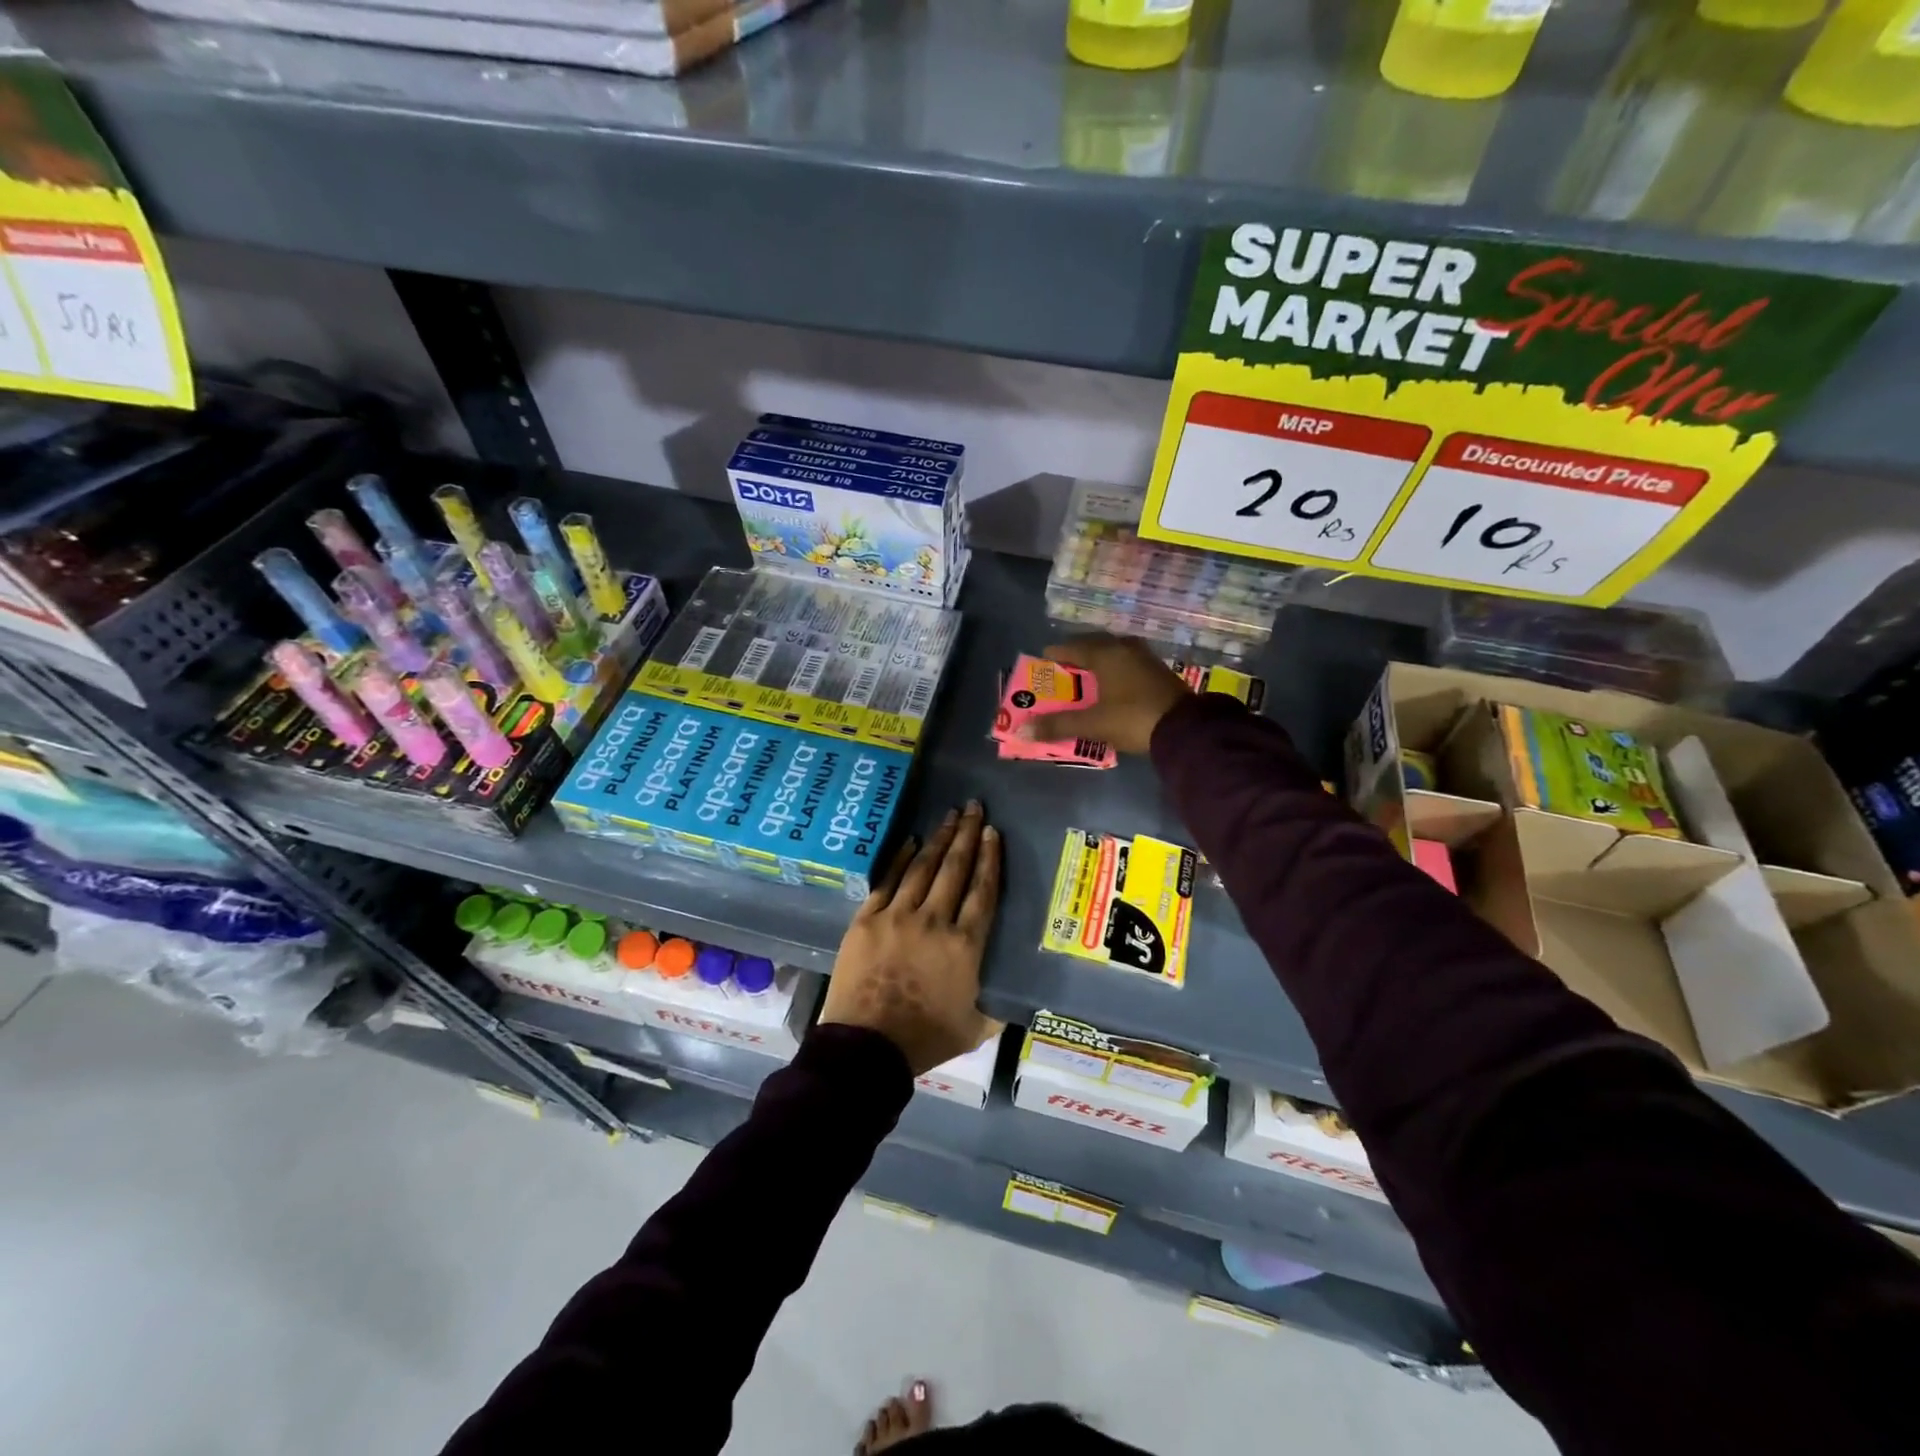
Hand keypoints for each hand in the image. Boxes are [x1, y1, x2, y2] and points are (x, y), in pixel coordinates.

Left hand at [818, 801, 1003, 1075]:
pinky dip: (900, 859)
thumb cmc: (925, 1039)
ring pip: (923, 868)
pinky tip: (910, 841)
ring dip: (938, 839)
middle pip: (955, 869)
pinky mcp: (866, 920)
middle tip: (974, 807)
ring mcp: (897, 916)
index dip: (989, 859)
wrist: (867, 1047)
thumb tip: (1017, 995)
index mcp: (966, 945)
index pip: (983, 891)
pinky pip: (887, 881)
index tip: (992, 833)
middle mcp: (934, 921)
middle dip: (966, 835)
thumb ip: (997, 1006)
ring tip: (949, 815)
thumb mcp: (976, 1028)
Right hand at [1020, 635, 1190, 755]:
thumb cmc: (1133, 718)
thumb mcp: (1092, 723)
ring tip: (1084, 674)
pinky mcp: (1158, 672)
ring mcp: (1145, 658)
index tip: (1042, 658)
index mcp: (1106, 653)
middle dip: (1076, 655)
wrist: (1186, 728)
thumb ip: (1058, 725)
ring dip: (1097, 661)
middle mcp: (1125, 648)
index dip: (1055, 653)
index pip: (1072, 647)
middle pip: (1094, 645)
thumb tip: (1023, 730)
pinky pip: (1127, 663)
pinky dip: (1113, 669)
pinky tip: (1111, 683)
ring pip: (1113, 653)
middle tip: (1061, 666)